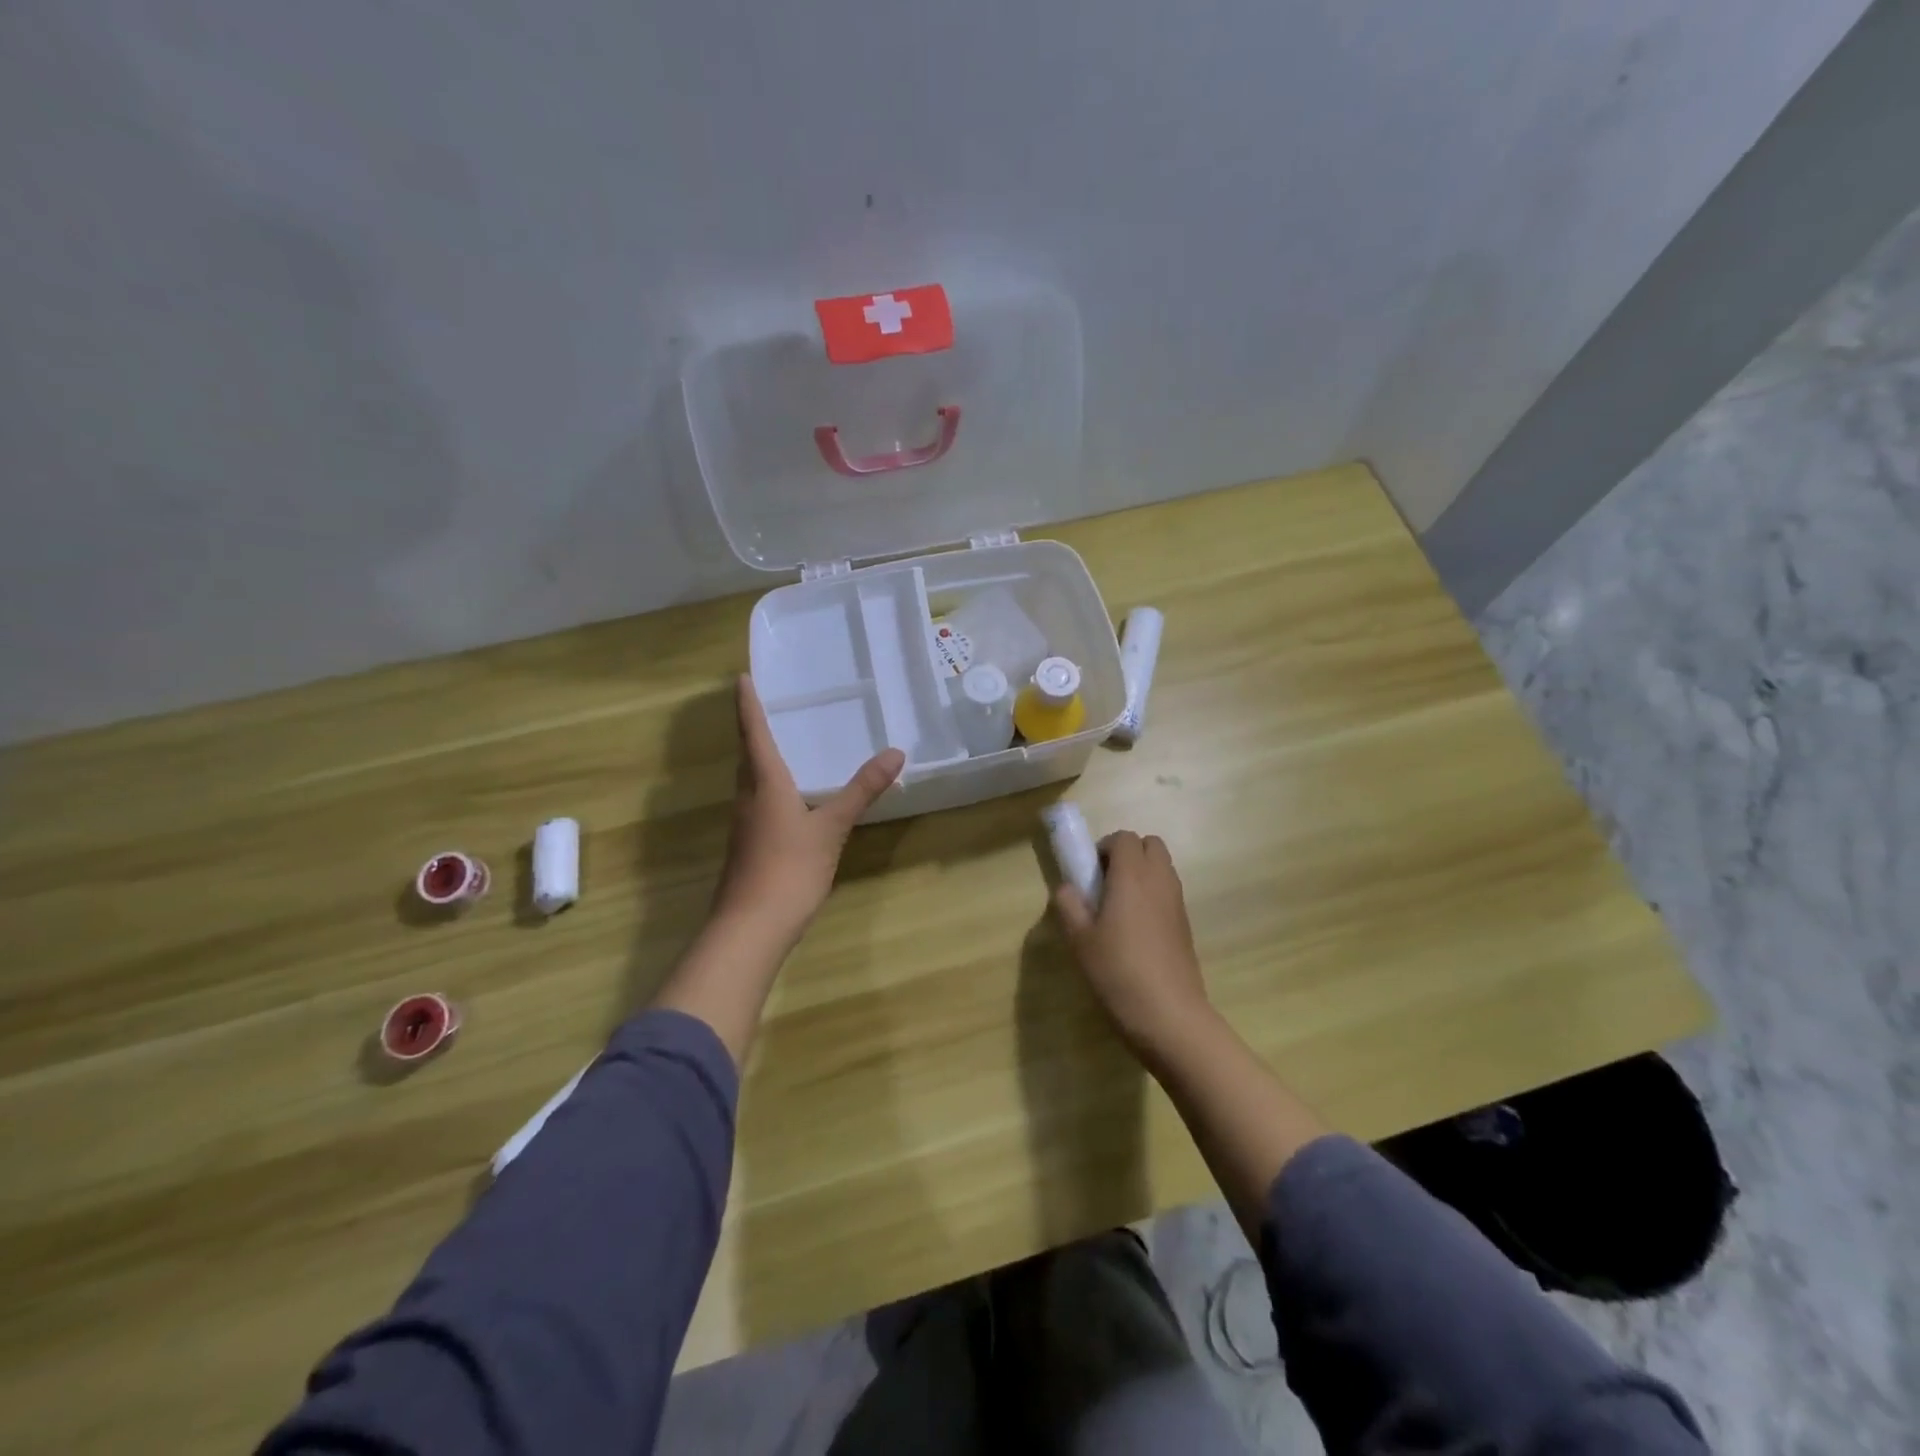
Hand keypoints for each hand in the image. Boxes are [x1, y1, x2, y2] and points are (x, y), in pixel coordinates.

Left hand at [710, 675, 904, 947]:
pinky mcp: (747, 846)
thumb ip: (861, 790)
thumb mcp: (832, 827)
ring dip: (758, 758)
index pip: (753, 733)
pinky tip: (787, 798)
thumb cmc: (790, 868)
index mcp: (765, 783)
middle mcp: (748, 797)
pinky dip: (768, 786)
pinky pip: (756, 802)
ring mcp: (744, 824)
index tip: (741, 678)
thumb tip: (895, 752)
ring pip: (750, 780)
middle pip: (747, 755)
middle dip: (752, 728)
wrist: (751, 927)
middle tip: (766, 705)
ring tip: (780, 744)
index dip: (748, 705)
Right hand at [1053, 831, 1213, 1058]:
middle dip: (1127, 854)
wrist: (1170, 1016)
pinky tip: (1136, 930)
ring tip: (1119, 908)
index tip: (1089, 873)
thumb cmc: (1118, 972)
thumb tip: (1067, 888)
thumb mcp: (1080, 940)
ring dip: (1141, 874)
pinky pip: (1169, 892)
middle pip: (1150, 845)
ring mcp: (1177, 903)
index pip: (1124, 837)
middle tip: (1105, 884)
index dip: (1104, 847)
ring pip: (1162, 868)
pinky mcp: (1186, 925)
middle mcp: (1159, 880)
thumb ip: (1069, 906)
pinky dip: (1153, 895)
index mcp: (1132, 876)